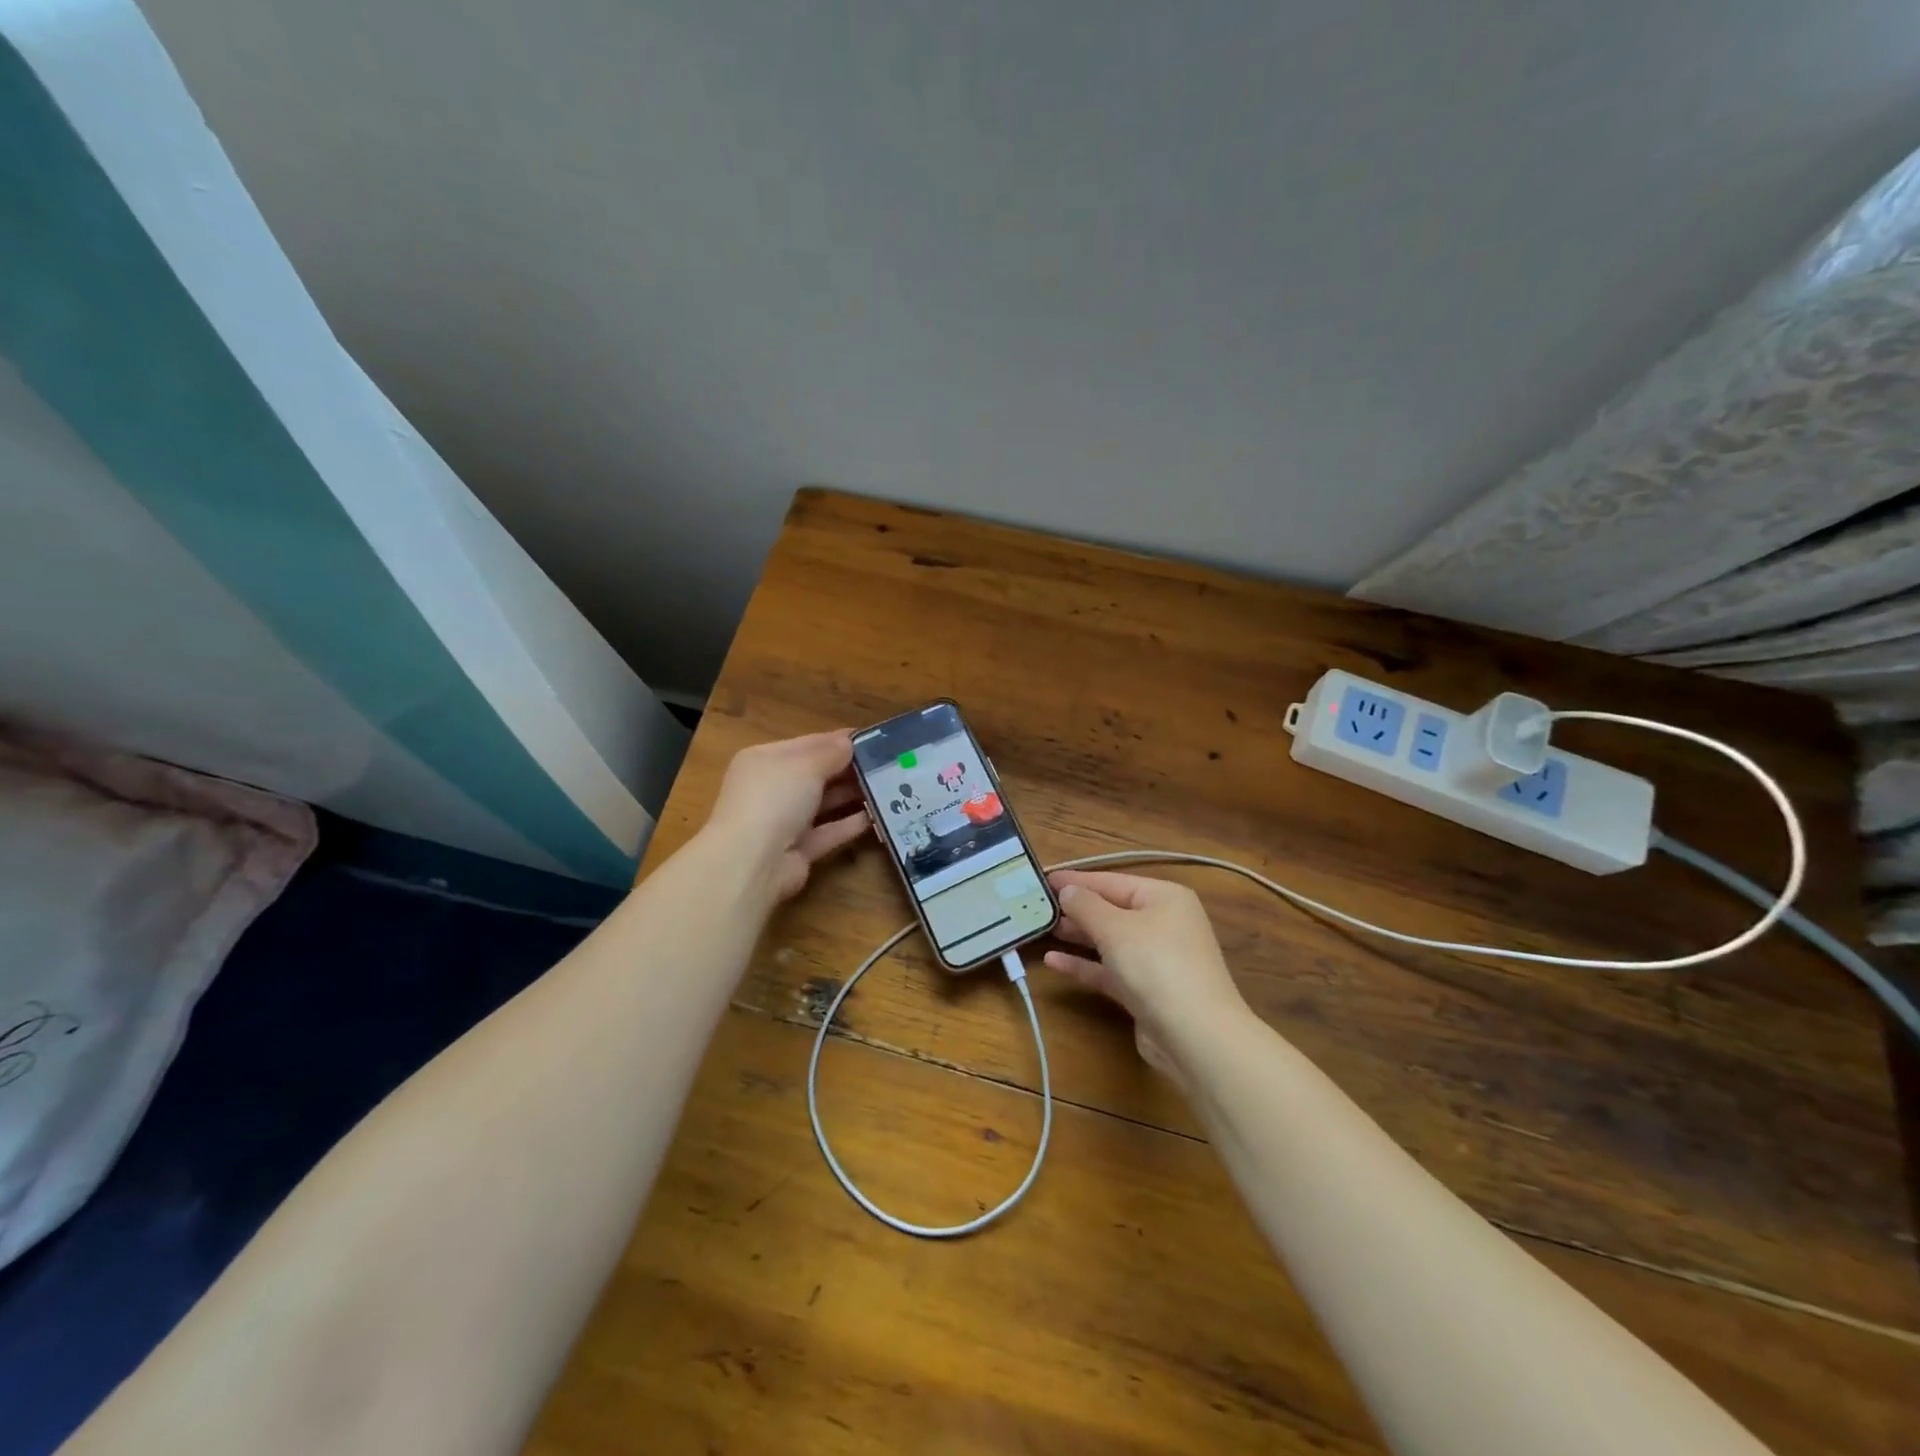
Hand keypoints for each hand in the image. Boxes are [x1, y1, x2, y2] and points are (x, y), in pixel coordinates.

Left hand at [703, 730, 869, 901]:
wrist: (752, 862)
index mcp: (763, 760)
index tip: (873, 739)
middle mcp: (770, 789)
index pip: (806, 744)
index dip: (838, 741)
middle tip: (886, 763)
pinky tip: (876, 815)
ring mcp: (782, 822)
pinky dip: (849, 824)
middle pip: (815, 774)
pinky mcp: (797, 851)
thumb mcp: (805, 765)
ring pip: (822, 803)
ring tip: (886, 786)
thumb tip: (849, 743)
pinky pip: (827, 832)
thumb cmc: (774, 798)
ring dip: (851, 795)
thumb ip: (831, 752)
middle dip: (848, 768)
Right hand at [1045, 871, 1249, 1074]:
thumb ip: (1085, 905)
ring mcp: (1157, 959)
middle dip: (1075, 909)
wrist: (1195, 1036)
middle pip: (1112, 909)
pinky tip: (1054, 962)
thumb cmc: (1156, 965)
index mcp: (1164, 897)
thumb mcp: (1115, 927)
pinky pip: (1110, 969)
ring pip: (1109, 940)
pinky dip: (1085, 965)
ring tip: (1041, 930)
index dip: (1076, 880)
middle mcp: (1164, 923)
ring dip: (1077, 936)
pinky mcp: (1146, 991)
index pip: (1112, 880)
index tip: (1042, 878)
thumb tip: (1067, 890)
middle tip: (1036, 906)